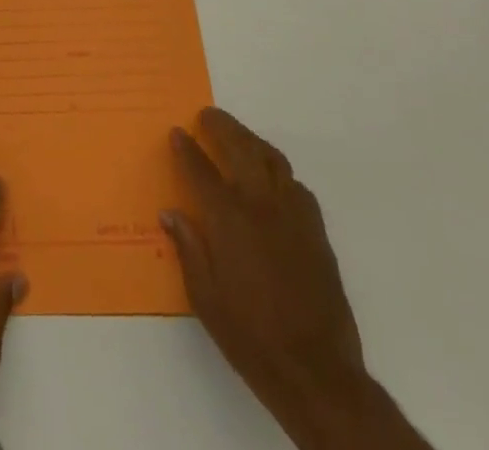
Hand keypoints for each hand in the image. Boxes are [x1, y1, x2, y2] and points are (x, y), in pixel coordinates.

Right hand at [165, 109, 427, 449]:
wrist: (317, 372)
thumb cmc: (250, 337)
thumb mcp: (205, 298)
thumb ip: (188, 248)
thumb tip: (171, 213)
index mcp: (228, 218)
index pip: (200, 168)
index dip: (186, 148)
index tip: (177, 132)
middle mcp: (260, 205)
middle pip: (240, 147)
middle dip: (221, 126)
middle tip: (207, 116)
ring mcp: (293, 215)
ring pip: (272, 159)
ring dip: (252, 141)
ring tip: (239, 137)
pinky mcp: (317, 232)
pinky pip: (296, 186)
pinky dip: (279, 173)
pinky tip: (273, 182)